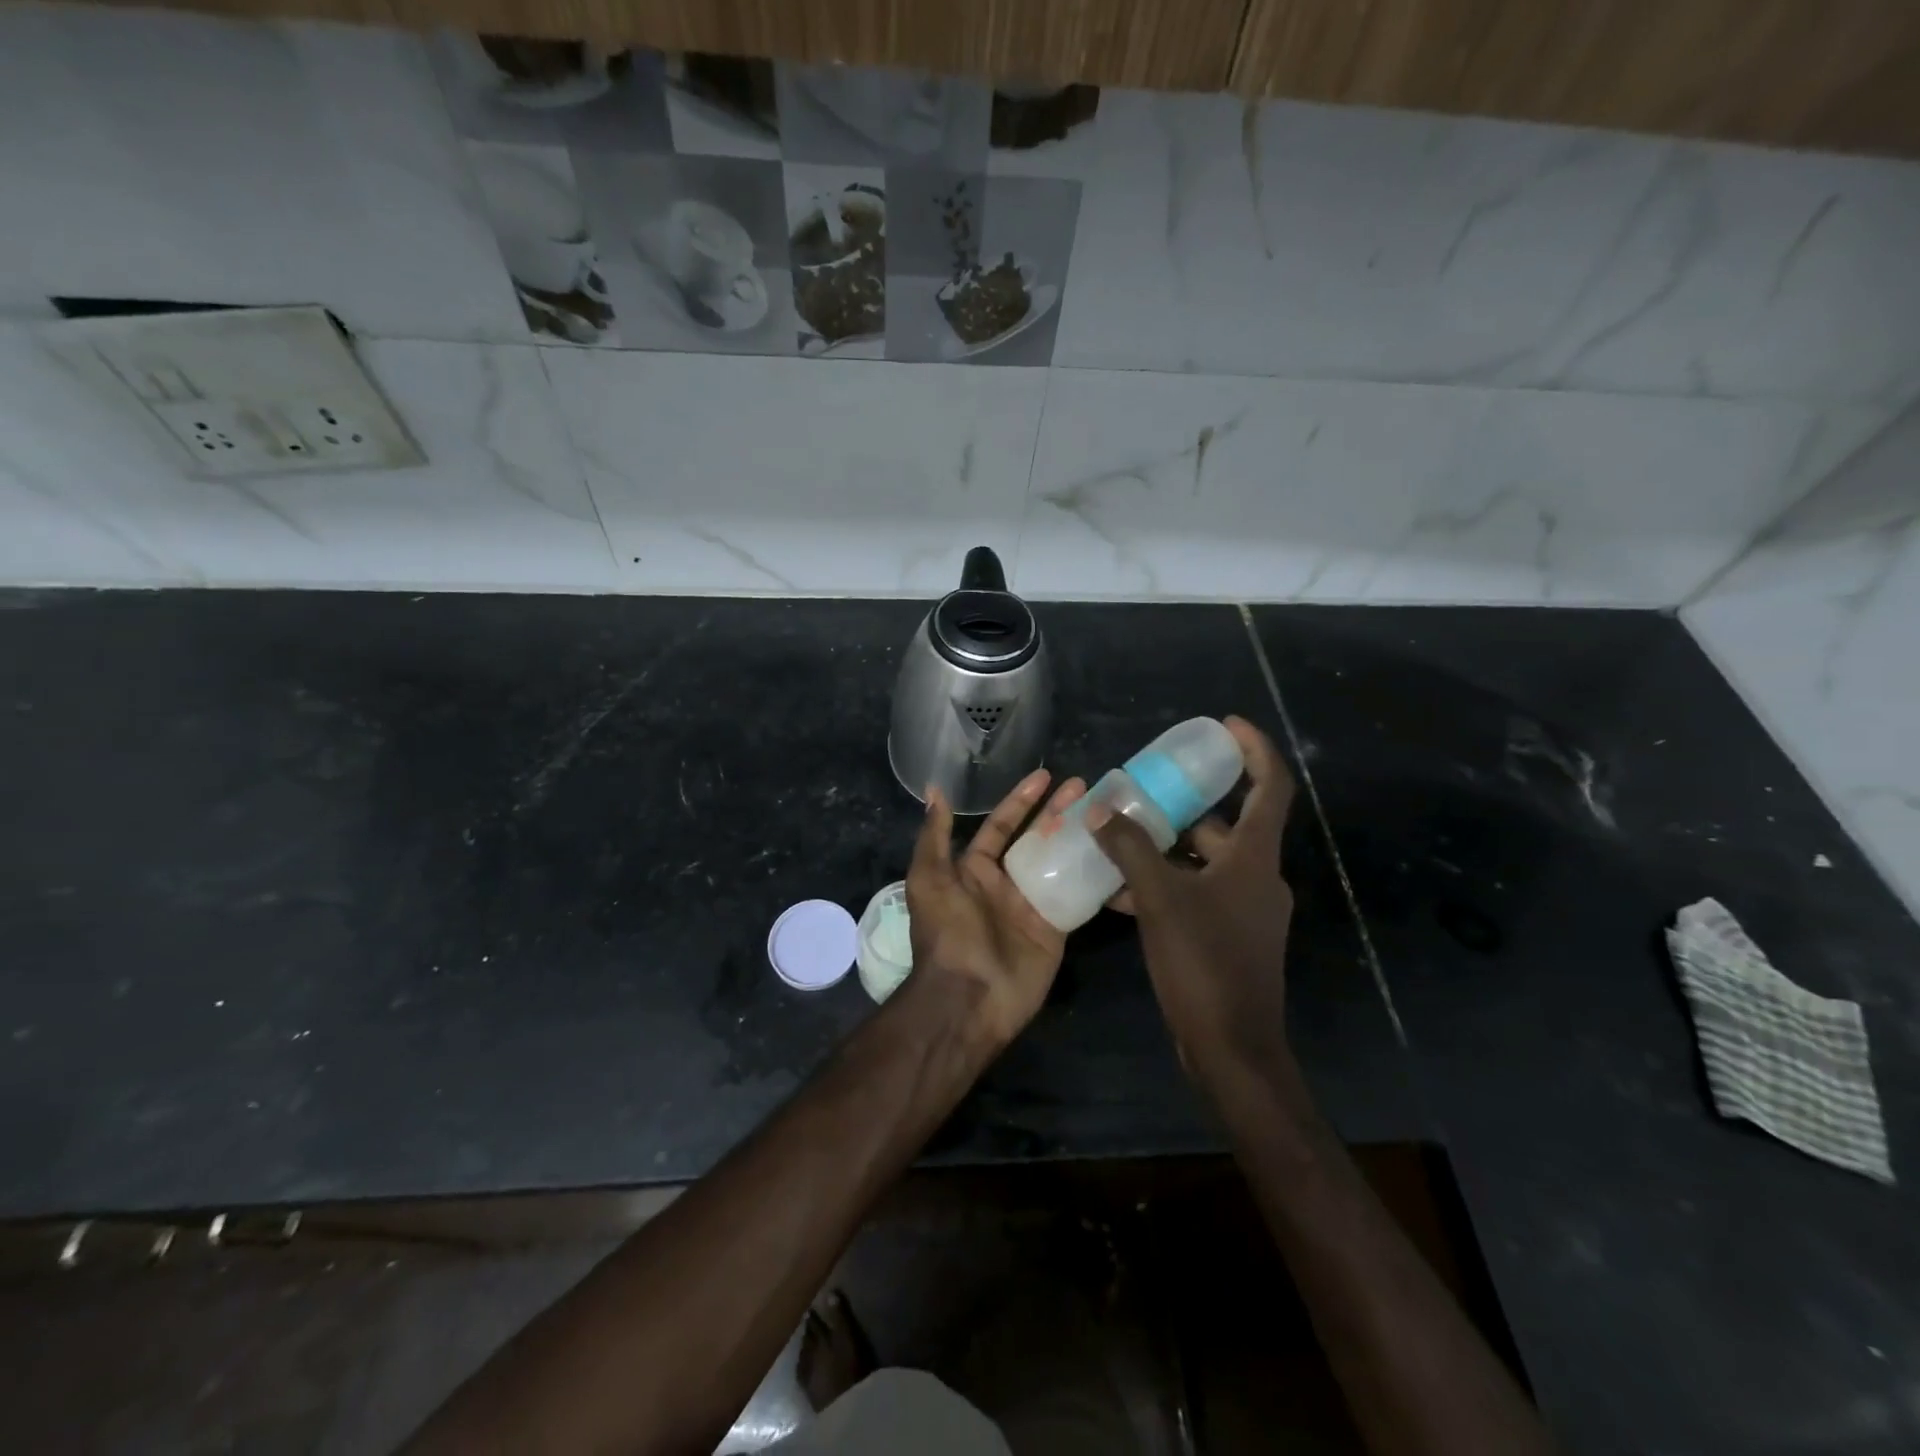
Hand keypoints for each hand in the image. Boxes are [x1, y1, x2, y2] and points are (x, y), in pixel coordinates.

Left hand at [906, 769, 1085, 1049]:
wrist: (968, 997)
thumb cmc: (947, 932)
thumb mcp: (930, 879)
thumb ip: (934, 836)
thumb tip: (934, 790)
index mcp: (974, 870)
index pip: (1001, 826)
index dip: (1022, 800)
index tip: (1045, 776)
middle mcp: (1005, 883)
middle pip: (1036, 839)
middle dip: (1057, 812)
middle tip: (1083, 787)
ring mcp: (1033, 906)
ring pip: (1059, 862)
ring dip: (1077, 837)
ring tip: (1104, 811)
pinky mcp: (1057, 928)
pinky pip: (1077, 895)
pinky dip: (1093, 875)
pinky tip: (1115, 851)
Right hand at [1090, 716, 1296, 1082]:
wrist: (1231, 1049)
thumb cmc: (1203, 963)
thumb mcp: (1160, 898)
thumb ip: (1130, 849)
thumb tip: (1101, 809)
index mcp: (1255, 858)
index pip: (1271, 786)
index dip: (1254, 749)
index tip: (1224, 726)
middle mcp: (1257, 878)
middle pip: (1226, 824)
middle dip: (1185, 805)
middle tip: (1142, 791)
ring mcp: (1245, 911)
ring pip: (1205, 862)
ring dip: (1166, 849)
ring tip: (1118, 839)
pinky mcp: (1229, 938)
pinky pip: (1196, 894)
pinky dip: (1165, 885)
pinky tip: (1119, 892)